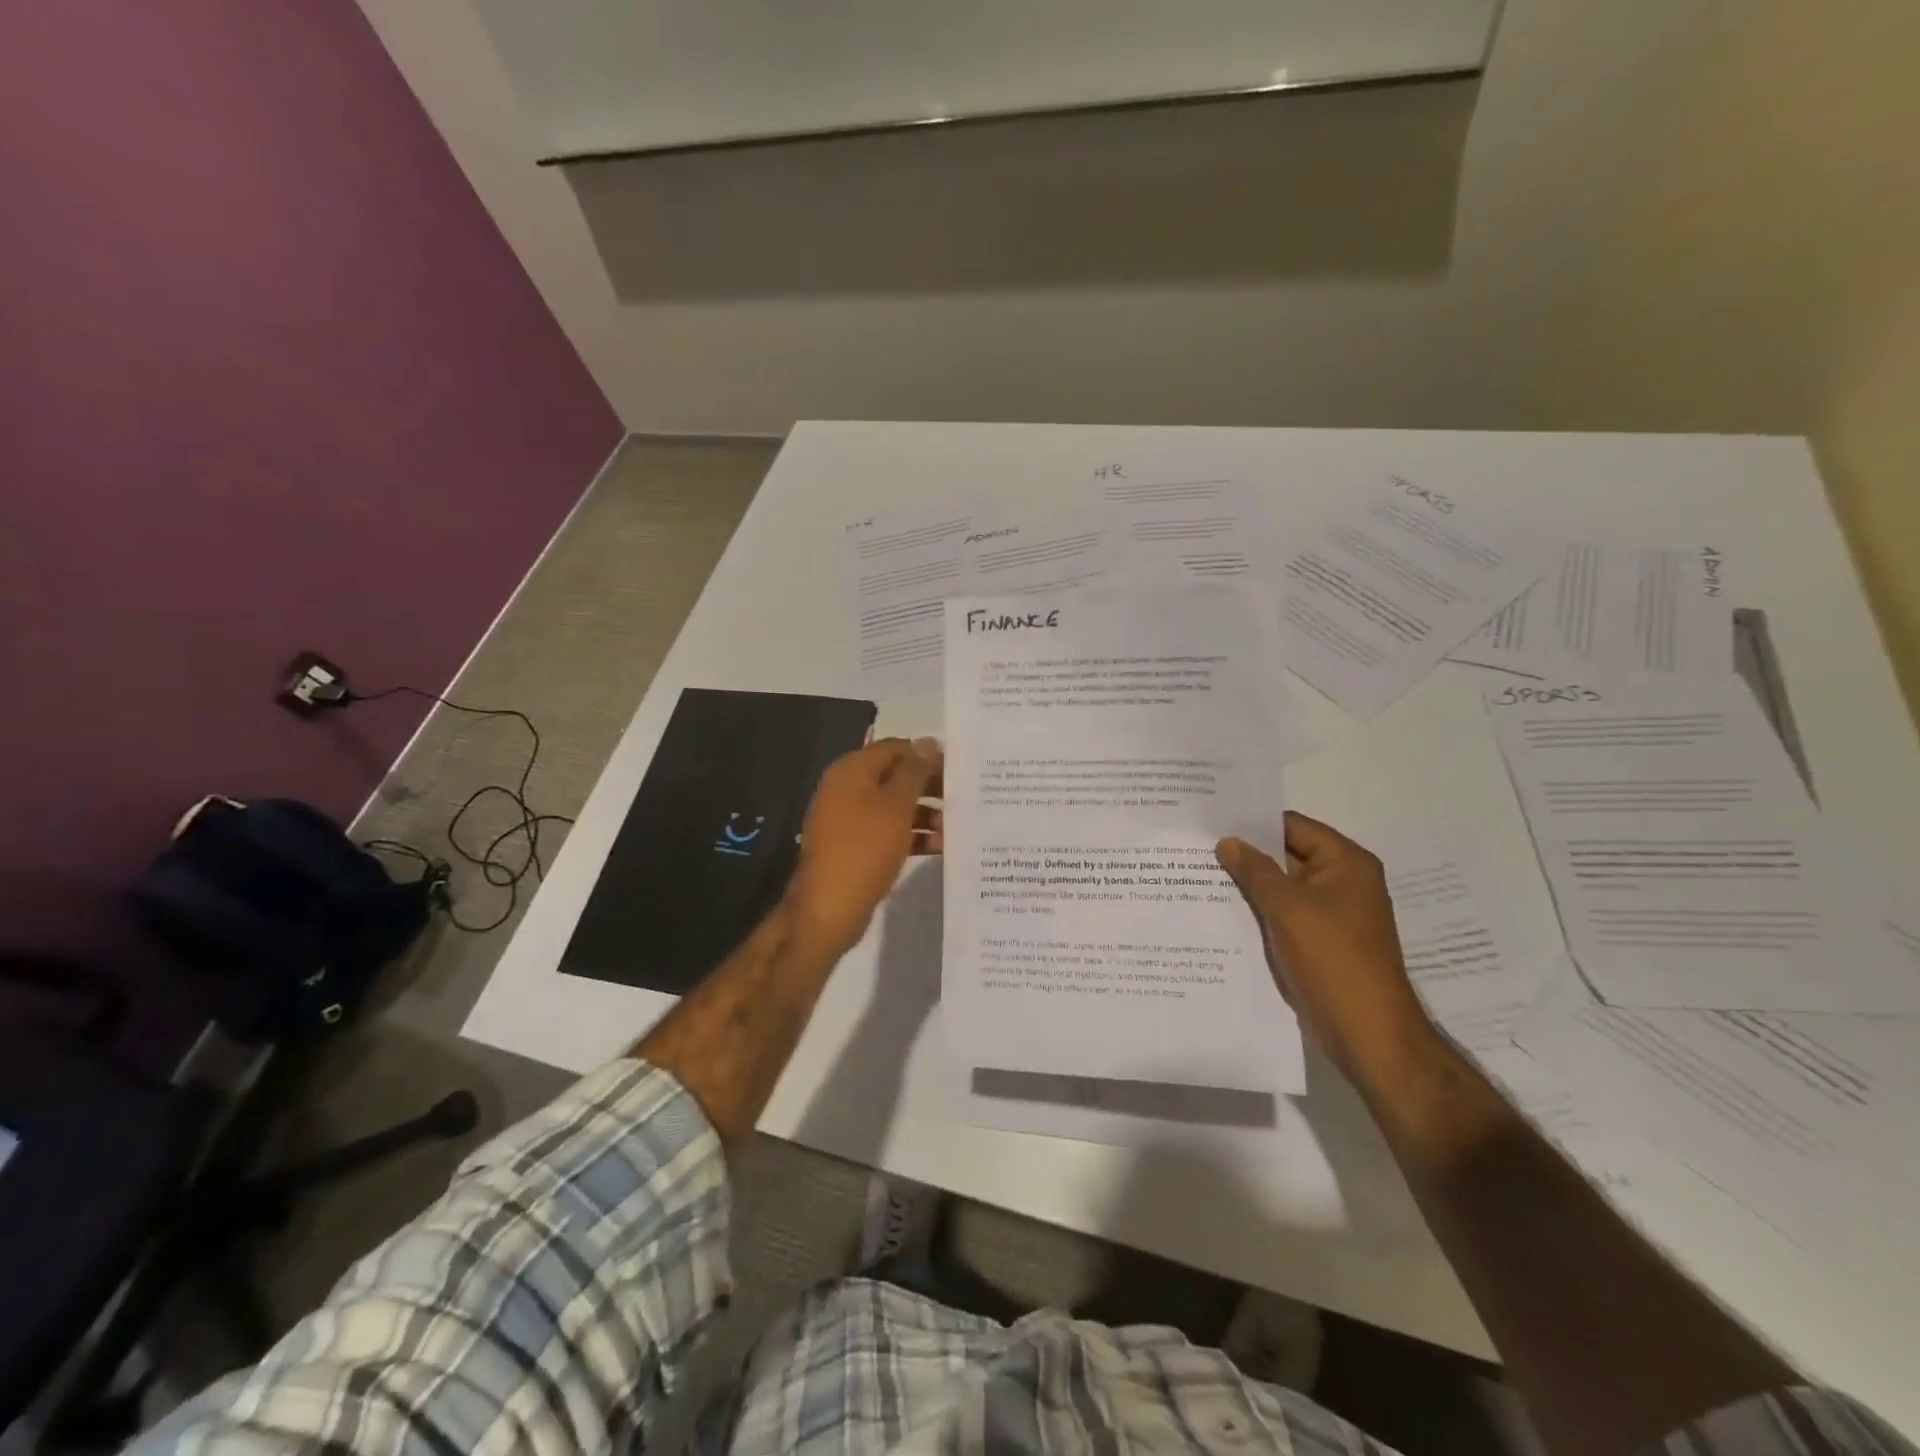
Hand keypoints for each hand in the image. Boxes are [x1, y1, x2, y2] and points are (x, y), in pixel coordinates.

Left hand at [785, 737, 943, 955]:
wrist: (829, 908)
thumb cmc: (865, 848)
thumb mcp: (896, 806)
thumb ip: (914, 772)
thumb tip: (928, 742)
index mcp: (852, 771)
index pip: (894, 748)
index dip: (926, 755)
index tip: (959, 767)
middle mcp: (847, 789)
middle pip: (894, 777)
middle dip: (928, 786)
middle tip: (963, 796)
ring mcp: (849, 819)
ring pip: (894, 806)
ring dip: (925, 814)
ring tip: (956, 827)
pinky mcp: (855, 846)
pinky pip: (888, 831)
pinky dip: (912, 835)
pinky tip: (940, 847)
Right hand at [1216, 812, 1436, 1081]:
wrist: (1367, 1032)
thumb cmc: (1332, 959)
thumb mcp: (1288, 908)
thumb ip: (1254, 870)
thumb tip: (1227, 842)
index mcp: (1346, 862)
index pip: (1292, 826)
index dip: (1252, 822)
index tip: (1211, 820)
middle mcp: (1342, 881)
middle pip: (1286, 855)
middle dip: (1246, 854)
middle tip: (1196, 847)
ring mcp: (1332, 913)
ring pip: (1282, 887)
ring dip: (1249, 885)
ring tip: (1199, 875)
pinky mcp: (1320, 941)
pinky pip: (1285, 914)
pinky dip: (1259, 911)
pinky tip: (1221, 911)